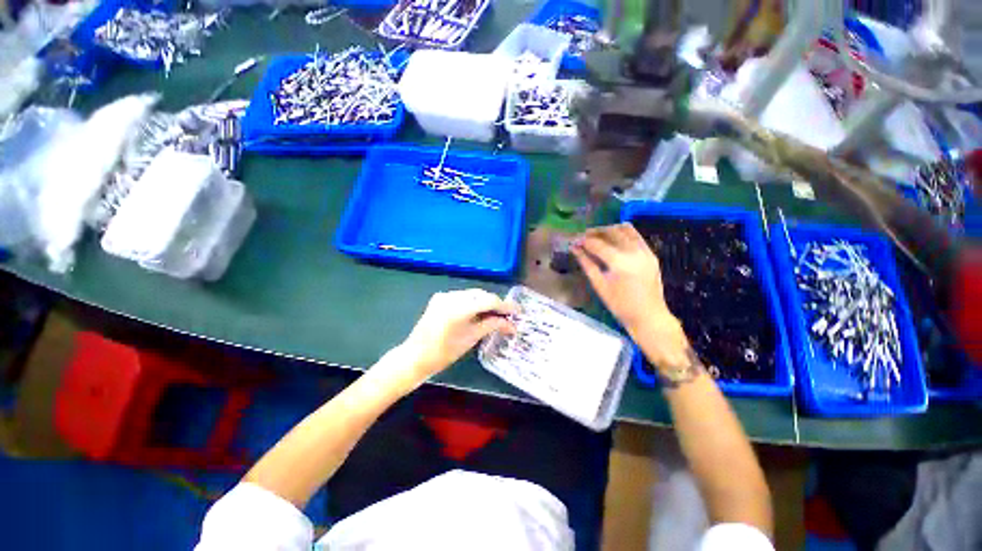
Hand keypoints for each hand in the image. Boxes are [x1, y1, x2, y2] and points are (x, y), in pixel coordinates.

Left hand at [397, 289, 516, 383]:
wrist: (415, 356)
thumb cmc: (444, 353)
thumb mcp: (471, 338)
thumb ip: (492, 326)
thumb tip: (511, 324)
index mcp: (459, 308)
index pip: (489, 301)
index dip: (505, 306)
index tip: (518, 312)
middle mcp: (451, 296)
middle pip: (481, 295)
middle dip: (496, 303)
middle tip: (508, 315)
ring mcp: (444, 295)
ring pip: (472, 294)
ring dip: (485, 302)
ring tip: (496, 314)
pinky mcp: (439, 298)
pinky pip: (462, 296)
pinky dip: (473, 302)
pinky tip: (479, 311)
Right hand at [571, 224, 680, 340]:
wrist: (649, 316)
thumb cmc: (620, 305)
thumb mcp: (599, 285)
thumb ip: (587, 263)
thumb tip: (574, 249)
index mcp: (620, 262)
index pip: (597, 244)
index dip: (583, 241)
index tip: (574, 241)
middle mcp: (634, 252)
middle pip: (612, 232)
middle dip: (595, 232)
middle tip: (583, 236)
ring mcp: (645, 251)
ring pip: (626, 229)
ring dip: (610, 229)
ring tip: (598, 236)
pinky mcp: (651, 254)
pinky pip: (636, 236)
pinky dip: (623, 233)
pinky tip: (613, 239)